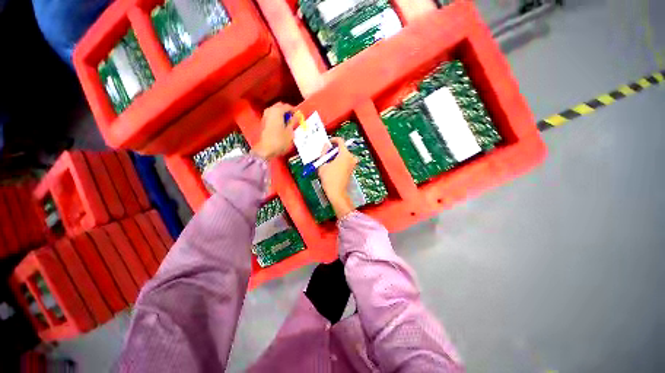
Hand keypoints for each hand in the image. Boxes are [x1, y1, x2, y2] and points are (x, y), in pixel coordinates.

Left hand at [252, 103, 295, 159]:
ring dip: (282, 114)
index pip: (287, 106)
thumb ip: (293, 122)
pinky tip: (282, 125)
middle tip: (294, 118)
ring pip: (275, 111)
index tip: (299, 116)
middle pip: (280, 106)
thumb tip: (297, 116)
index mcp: (277, 111)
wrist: (266, 150)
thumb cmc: (280, 141)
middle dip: (287, 111)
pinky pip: (272, 116)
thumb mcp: (290, 132)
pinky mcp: (263, 123)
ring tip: (289, 122)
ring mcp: (265, 116)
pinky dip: (277, 118)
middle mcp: (270, 111)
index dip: (294, 111)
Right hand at [318, 138, 358, 218]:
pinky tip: (332, 167)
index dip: (333, 140)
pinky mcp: (352, 170)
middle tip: (325, 154)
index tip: (328, 143)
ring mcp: (353, 164)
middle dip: (333, 150)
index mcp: (345, 154)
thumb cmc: (329, 178)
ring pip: (344, 155)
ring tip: (327, 162)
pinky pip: (345, 161)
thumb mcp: (323, 164)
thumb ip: (324, 152)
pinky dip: (339, 161)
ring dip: (336, 156)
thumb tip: (326, 145)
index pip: (340, 141)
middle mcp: (351, 158)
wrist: (336, 193)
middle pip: (342, 148)